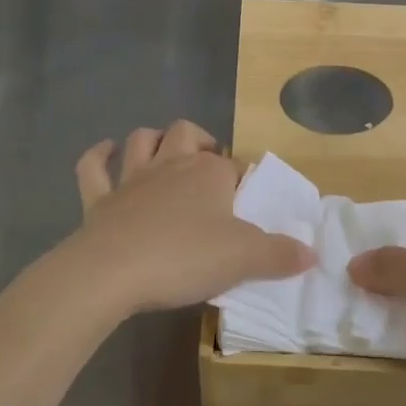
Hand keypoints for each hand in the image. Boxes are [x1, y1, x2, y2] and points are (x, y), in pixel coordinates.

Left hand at [61, 121, 314, 317]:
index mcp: (209, 174)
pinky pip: (93, 167)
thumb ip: (280, 255)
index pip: (233, 166)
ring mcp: (131, 179)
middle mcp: (172, 165)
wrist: (112, 272)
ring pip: (141, 140)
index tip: (247, 202)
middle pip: (187, 133)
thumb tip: (312, 252)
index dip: (241, 179)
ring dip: (152, 139)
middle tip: (208, 165)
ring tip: (162, 150)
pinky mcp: (99, 199)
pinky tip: (105, 152)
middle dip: (199, 141)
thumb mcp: (244, 259)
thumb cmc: (184, 257)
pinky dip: (99, 156)